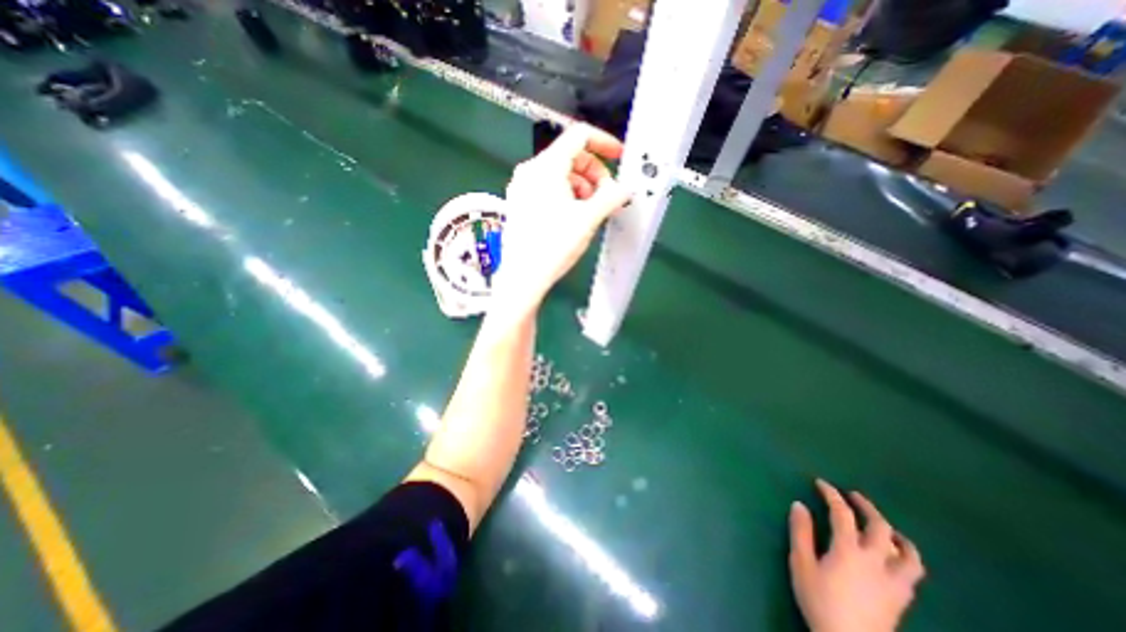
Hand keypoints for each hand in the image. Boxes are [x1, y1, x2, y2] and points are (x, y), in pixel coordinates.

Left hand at [494, 122, 631, 314]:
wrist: (523, 276)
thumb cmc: (553, 246)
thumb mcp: (588, 219)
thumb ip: (611, 197)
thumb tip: (624, 188)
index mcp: (546, 166)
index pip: (579, 136)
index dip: (604, 143)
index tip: (618, 157)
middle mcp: (529, 171)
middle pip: (570, 156)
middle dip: (594, 172)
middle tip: (605, 196)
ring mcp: (521, 187)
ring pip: (559, 174)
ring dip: (581, 186)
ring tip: (590, 210)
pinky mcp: (519, 203)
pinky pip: (547, 188)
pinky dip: (566, 195)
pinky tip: (573, 216)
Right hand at [784, 480, 928, 630]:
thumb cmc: (820, 601)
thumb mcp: (802, 564)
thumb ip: (801, 533)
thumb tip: (799, 505)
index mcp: (848, 550)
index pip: (842, 514)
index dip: (832, 495)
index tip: (821, 483)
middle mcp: (876, 561)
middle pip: (879, 527)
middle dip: (866, 507)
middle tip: (852, 496)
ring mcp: (893, 582)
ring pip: (907, 553)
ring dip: (895, 533)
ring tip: (884, 526)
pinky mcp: (902, 599)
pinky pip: (911, 572)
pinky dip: (904, 556)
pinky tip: (893, 558)